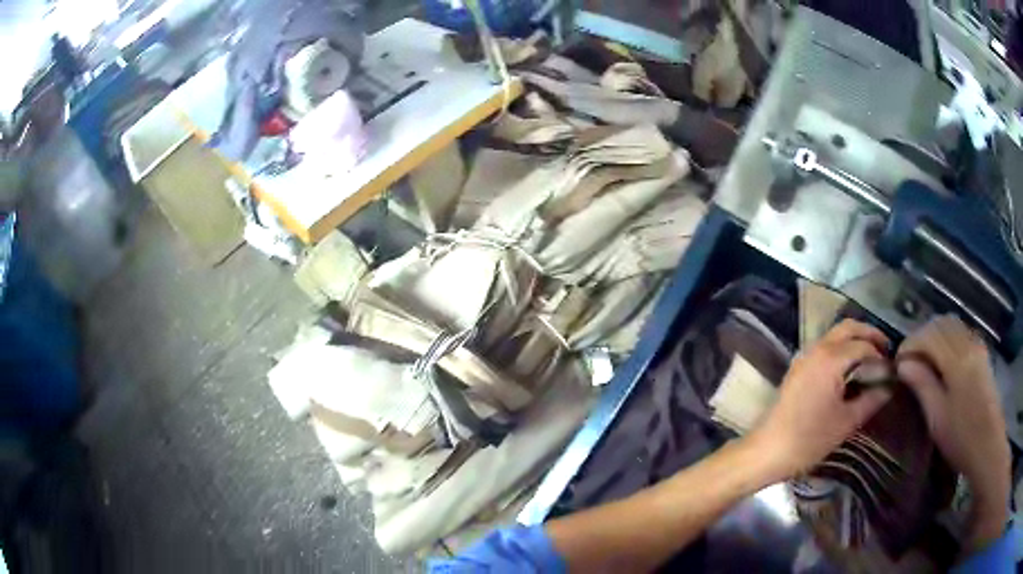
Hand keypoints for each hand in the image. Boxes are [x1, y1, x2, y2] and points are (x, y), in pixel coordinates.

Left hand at [749, 319, 891, 480]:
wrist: (767, 451)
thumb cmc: (809, 440)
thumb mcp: (846, 422)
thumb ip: (871, 400)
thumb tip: (890, 386)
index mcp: (830, 358)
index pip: (863, 345)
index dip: (881, 355)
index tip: (894, 368)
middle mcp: (817, 349)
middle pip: (848, 328)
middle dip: (869, 334)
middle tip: (886, 350)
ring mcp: (804, 357)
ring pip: (835, 335)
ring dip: (855, 340)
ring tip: (872, 359)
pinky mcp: (798, 368)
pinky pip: (824, 347)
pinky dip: (841, 349)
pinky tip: (852, 369)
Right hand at [896, 315, 1010, 551]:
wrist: (988, 446)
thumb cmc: (960, 438)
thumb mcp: (937, 418)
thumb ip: (922, 386)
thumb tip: (903, 365)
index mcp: (956, 360)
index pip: (929, 336)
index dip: (910, 344)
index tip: (897, 363)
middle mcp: (968, 345)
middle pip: (942, 324)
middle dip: (922, 336)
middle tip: (910, 360)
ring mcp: (978, 347)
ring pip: (953, 325)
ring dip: (936, 335)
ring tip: (925, 358)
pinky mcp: (983, 354)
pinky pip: (963, 333)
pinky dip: (949, 338)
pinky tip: (945, 359)